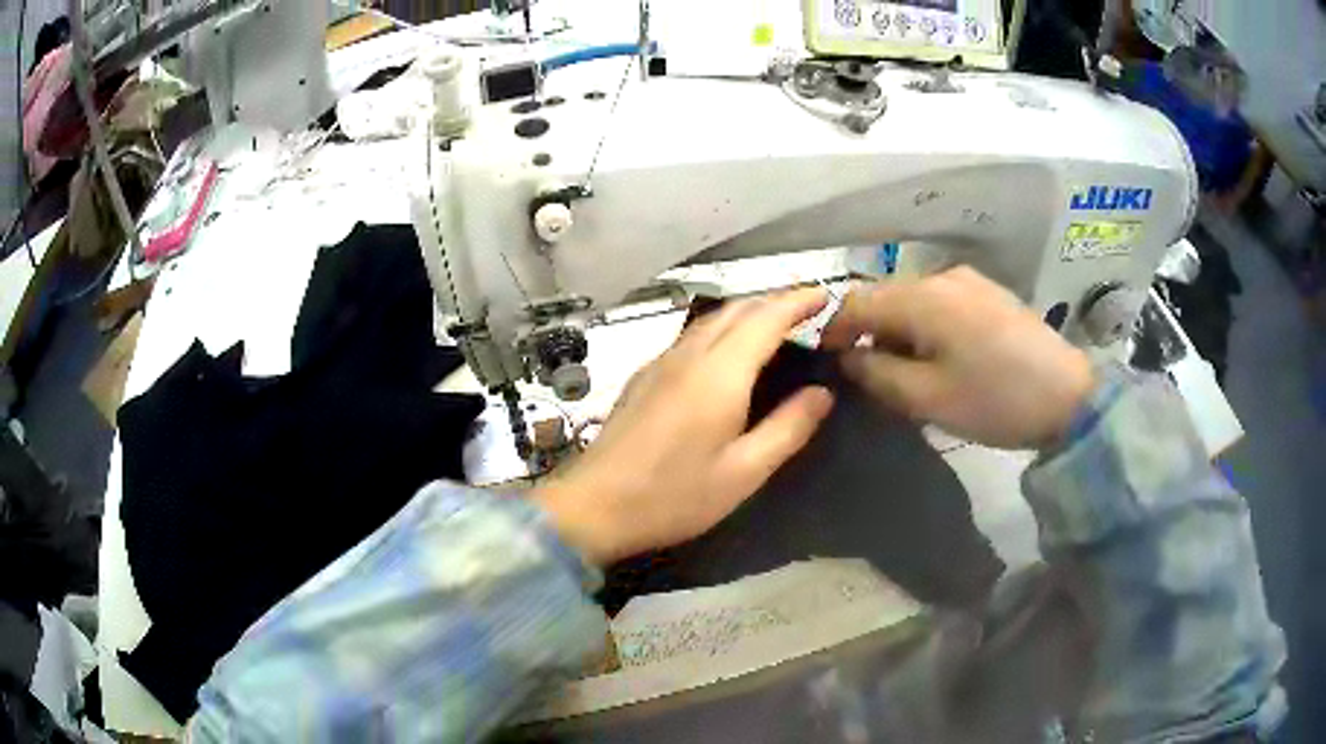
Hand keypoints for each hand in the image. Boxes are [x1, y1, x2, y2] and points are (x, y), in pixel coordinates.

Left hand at [534, 289, 834, 564]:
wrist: (594, 506)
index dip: (797, 301)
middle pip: (736, 309)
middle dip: (774, 300)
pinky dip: (722, 328)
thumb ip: (788, 428)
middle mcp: (688, 355)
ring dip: (747, 311)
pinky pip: (691, 335)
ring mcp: (660, 362)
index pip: (765, 318)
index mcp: (719, 374)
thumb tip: (821, 393)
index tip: (825, 296)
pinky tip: (728, 352)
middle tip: (807, 309)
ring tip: (775, 325)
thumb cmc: (673, 496)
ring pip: (711, 319)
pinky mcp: (643, 376)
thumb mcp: (743, 473)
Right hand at [821, 266, 1093, 449]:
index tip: (826, 361)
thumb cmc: (995, 400)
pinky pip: (941, 303)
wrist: (1069, 396)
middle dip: (869, 333)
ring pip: (914, 300)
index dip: (834, 329)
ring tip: (908, 373)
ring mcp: (970, 281)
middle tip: (870, 378)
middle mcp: (942, 276)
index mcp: (923, 298)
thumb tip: (849, 357)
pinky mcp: (989, 293)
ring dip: (900, 331)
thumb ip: (877, 375)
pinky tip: (942, 357)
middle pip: (886, 297)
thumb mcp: (927, 399)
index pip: (856, 300)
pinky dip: (927, 327)